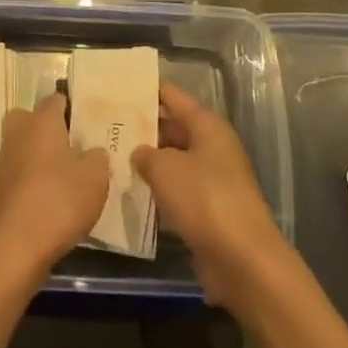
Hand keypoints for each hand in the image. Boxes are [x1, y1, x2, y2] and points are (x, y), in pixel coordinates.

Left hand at [0, 93, 108, 286]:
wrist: (13, 247)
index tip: (91, 122)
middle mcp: (18, 132)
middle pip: (34, 120)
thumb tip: (92, 151)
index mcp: (41, 120)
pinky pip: (21, 175)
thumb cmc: (58, 200)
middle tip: (77, 148)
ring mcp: (4, 161)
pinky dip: (34, 183)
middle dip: (51, 130)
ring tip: (69, 178)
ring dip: (42, 158)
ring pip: (26, 148)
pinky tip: (52, 202)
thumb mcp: (96, 177)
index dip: (74, 107)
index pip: (57, 99)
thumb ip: (98, 157)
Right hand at [131, 82, 288, 308]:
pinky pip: (178, 189)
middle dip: (142, 127)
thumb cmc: (204, 199)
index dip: (146, 89)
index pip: (172, 96)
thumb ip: (145, 154)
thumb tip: (139, 152)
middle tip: (105, 125)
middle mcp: (213, 147)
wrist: (243, 261)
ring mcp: (213, 179)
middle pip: (173, 127)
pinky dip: (158, 188)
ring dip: (148, 161)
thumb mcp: (164, 168)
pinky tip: (131, 190)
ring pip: (174, 160)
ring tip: (110, 156)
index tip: (117, 86)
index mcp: (207, 126)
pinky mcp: (210, 210)